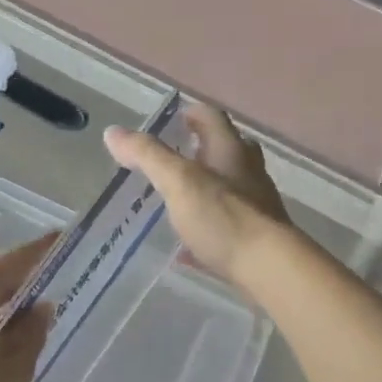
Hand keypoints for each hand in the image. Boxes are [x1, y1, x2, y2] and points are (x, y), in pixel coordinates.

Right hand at [103, 104, 290, 285]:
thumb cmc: (223, 217)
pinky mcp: (256, 237)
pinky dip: (208, 225)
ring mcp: (256, 205)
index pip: (213, 119)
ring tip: (180, 196)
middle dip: (205, 147)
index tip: (176, 119)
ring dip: (209, 184)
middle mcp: (249, 173)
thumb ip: (147, 156)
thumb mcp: (178, 181)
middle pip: (229, 149)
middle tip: (179, 154)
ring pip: (232, 185)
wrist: (268, 267)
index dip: (194, 114)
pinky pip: (228, 224)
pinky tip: (187, 246)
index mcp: (230, 151)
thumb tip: (113, 132)